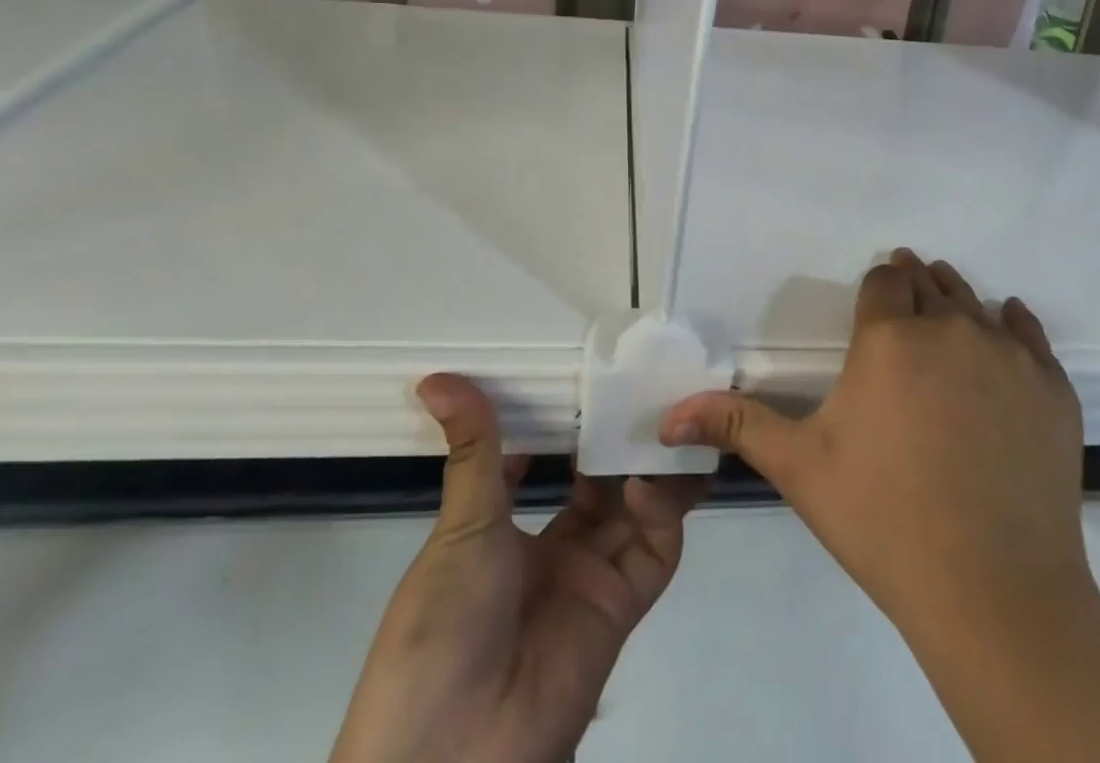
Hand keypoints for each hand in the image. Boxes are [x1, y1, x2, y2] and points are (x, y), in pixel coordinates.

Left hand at [330, 374, 700, 762]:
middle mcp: (555, 550)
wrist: (452, 754)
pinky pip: (654, 550)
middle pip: (600, 482)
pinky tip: (642, 478)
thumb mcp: (459, 528)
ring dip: (650, 466)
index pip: (545, 463)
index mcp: (506, 531)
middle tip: (642, 385)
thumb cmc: (441, 625)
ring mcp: (591, 578)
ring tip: (662, 416)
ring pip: (636, 509)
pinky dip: (660, 511)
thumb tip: (437, 379)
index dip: (566, 424)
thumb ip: (473, 448)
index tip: (587, 375)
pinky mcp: (622, 606)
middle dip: (619, 439)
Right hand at [660, 249, 1092, 635]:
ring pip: (975, 302)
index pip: (884, 280)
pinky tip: (1005, 333)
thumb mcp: (800, 468)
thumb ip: (737, 425)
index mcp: (890, 337)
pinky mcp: (1052, 387)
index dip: (877, 288)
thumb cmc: (884, 520)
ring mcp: (1008, 355)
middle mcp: (950, 327)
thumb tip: (669, 414)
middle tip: (904, 310)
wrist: (996, 593)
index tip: (874, 303)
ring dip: (955, 302)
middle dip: (912, 287)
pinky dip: (1013, 327)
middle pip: (930, 282)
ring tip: (944, 319)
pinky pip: (1030, 334)